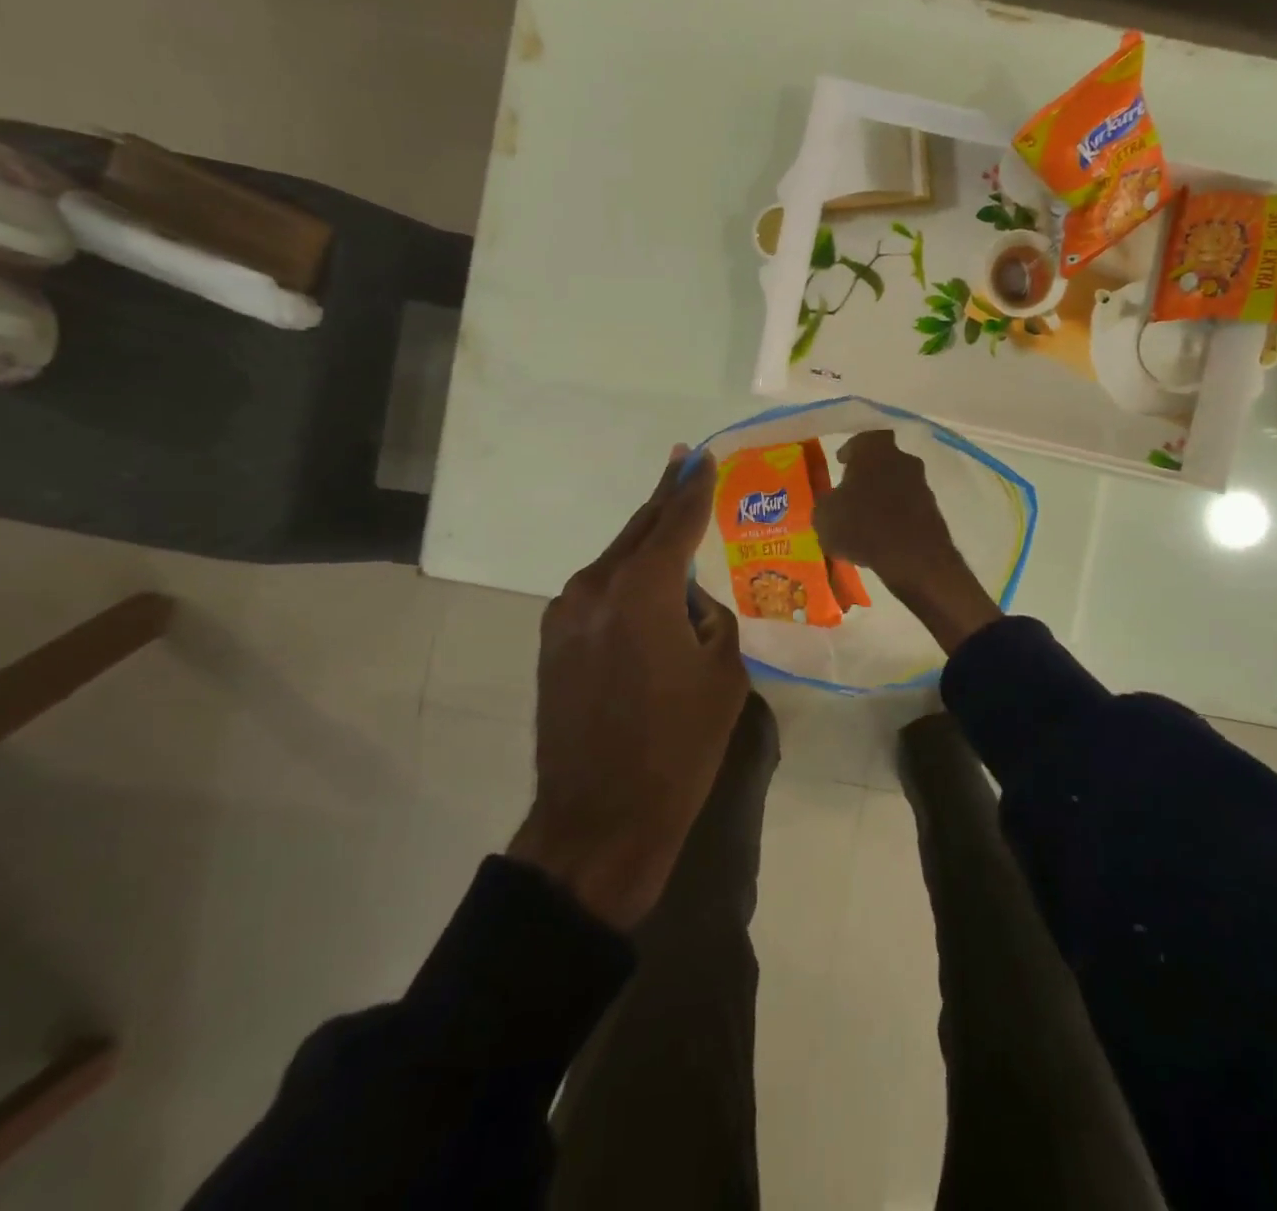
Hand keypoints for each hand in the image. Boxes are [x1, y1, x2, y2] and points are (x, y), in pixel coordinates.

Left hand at [508, 446, 749, 929]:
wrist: (600, 819)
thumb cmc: (677, 748)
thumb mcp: (723, 676)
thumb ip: (711, 620)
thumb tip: (692, 605)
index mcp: (641, 591)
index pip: (675, 523)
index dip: (693, 489)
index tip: (703, 457)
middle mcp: (595, 588)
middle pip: (637, 531)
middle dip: (664, 498)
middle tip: (684, 464)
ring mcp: (565, 615)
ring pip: (615, 563)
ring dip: (645, 547)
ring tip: (674, 533)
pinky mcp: (553, 642)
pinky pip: (598, 594)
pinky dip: (625, 583)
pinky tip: (646, 594)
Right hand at [813, 430, 1003, 655]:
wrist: (913, 557)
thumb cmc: (861, 526)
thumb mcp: (825, 516)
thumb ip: (826, 504)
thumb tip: (830, 504)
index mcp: (874, 451)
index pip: (863, 439)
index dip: (852, 450)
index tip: (842, 462)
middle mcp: (902, 460)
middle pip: (884, 460)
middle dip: (869, 473)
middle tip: (853, 490)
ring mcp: (922, 485)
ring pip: (898, 483)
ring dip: (884, 495)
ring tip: (866, 517)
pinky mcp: (933, 510)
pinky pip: (909, 506)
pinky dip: (897, 515)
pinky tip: (883, 534)